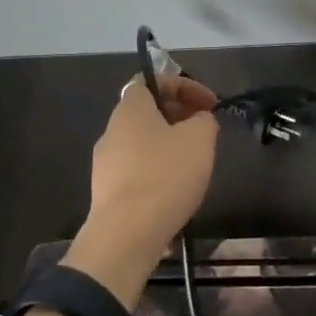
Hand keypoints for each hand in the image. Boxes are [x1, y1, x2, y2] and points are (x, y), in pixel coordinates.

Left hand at [86, 74, 219, 252]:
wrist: (127, 235)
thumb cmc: (165, 175)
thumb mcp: (200, 139)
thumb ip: (204, 120)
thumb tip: (199, 120)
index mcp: (131, 109)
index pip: (152, 81)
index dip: (184, 86)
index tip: (210, 104)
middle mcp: (112, 130)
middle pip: (148, 112)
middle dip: (179, 116)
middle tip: (206, 130)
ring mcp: (105, 163)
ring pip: (143, 142)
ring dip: (170, 144)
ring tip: (195, 161)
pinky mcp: (107, 192)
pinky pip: (137, 169)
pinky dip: (159, 169)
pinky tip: (177, 188)